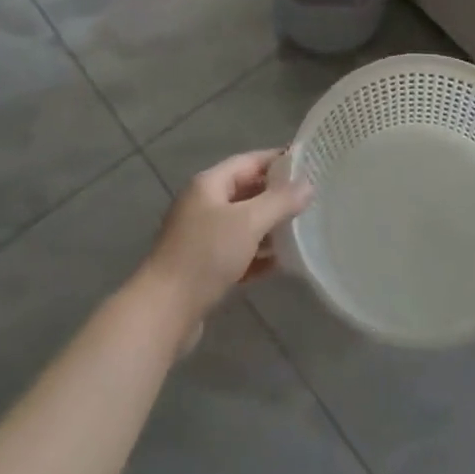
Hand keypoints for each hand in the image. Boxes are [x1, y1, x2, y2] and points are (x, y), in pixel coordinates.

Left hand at [140, 150, 311, 329]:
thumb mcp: (248, 222)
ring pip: (243, 225)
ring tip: (302, 230)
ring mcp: (201, 238)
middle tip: (311, 199)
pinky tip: (281, 264)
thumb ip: (280, 201)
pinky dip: (258, 255)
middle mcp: (203, 205)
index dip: (278, 161)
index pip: (249, 161)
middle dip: (277, 196)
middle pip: (246, 192)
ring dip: (270, 227)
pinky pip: (237, 253)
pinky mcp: (203, 268)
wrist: (163, 312)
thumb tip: (308, 184)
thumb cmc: (206, 255)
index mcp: (208, 184)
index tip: (309, 163)